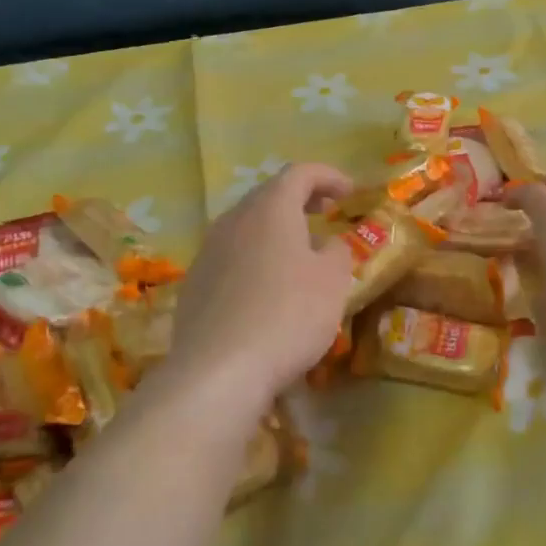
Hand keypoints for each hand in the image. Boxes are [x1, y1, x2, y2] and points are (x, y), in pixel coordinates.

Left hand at [165, 162, 356, 421]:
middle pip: (268, 195)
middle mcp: (234, 220)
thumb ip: (337, 253)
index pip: (300, 173)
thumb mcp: (333, 282)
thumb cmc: (288, 315)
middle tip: (325, 212)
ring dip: (275, 230)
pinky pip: (231, 257)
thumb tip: (326, 245)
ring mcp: (208, 252)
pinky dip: (255, 258)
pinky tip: (267, 288)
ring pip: (247, 226)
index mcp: (270, 209)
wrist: (218, 371)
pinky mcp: (195, 284)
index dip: (328, 176)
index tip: (350, 192)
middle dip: (300, 199)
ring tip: (299, 252)